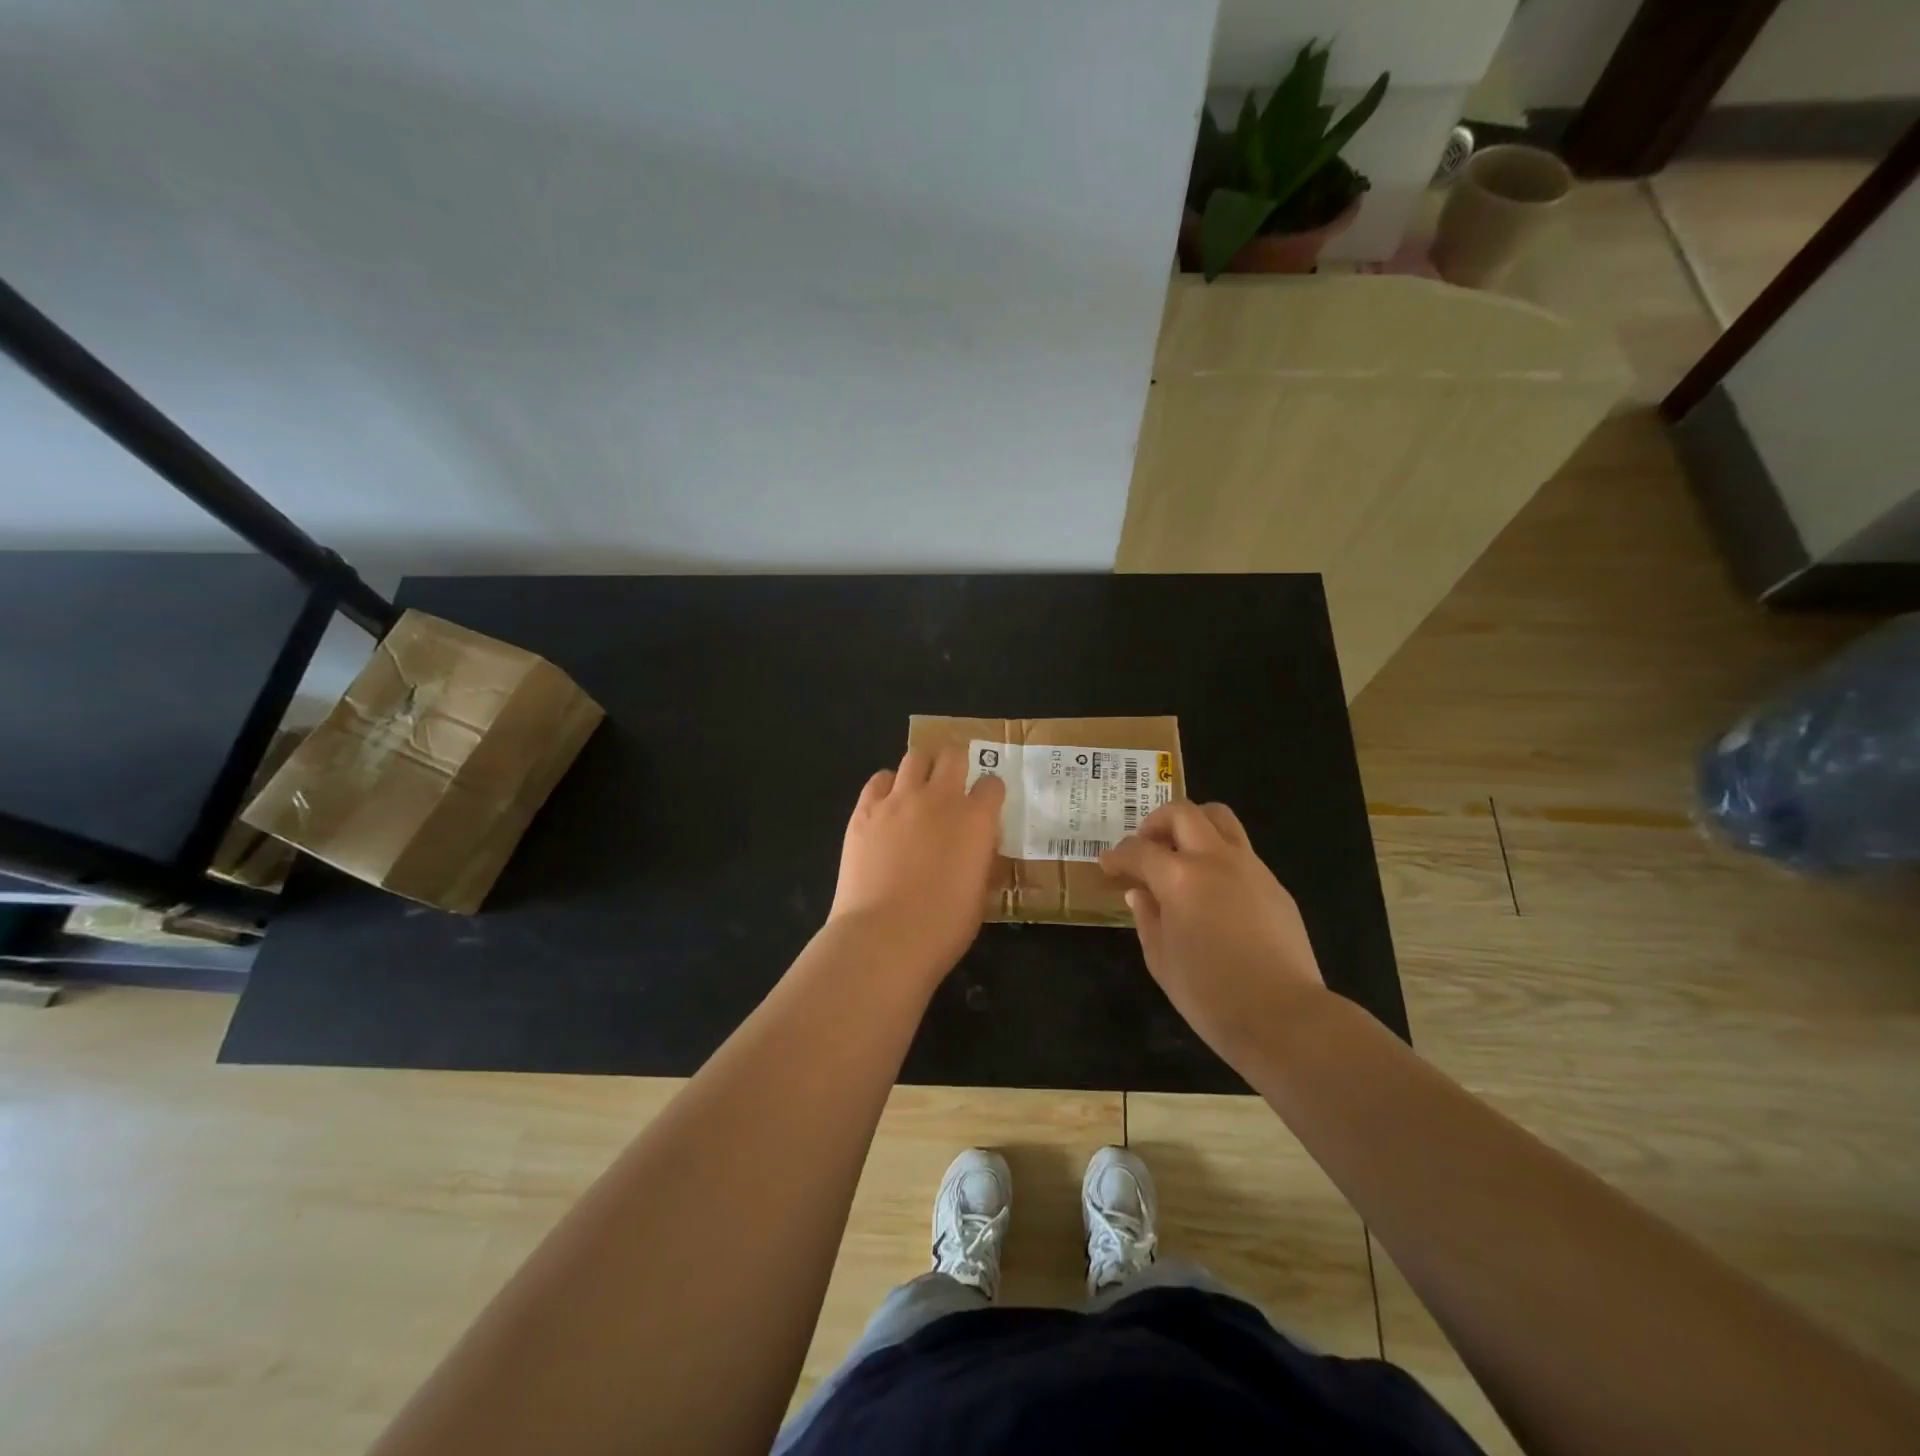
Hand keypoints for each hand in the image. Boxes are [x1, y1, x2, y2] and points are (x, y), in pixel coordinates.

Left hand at [827, 746, 1006, 985]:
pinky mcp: (865, 810)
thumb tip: (981, 851)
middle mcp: (939, 798)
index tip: (986, 805)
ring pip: (916, 757)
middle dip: (958, 764)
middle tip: (954, 783)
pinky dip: (888, 785)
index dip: (990, 793)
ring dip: (923, 768)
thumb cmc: (942, 927)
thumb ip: (983, 863)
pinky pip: (879, 779)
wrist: (883, 937)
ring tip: (920, 787)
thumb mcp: (979, 896)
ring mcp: (898, 800)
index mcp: (975, 820)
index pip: (992, 784)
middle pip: (953, 756)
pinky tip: (889, 803)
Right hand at [1100, 801, 1325, 1069]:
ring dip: (1194, 826)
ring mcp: (1251, 868)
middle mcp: (1215, 860)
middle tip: (1145, 846)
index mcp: (1179, 878)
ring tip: (1181, 853)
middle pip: (1183, 813)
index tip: (1108, 866)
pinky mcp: (1275, 885)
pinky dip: (1219, 855)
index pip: (1139, 850)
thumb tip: (1140, 894)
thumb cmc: (1210, 995)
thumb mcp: (1161, 960)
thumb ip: (1147, 919)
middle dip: (1156, 822)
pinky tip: (1213, 889)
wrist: (1284, 1017)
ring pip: (1220, 819)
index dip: (1118, 855)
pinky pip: (1242, 851)